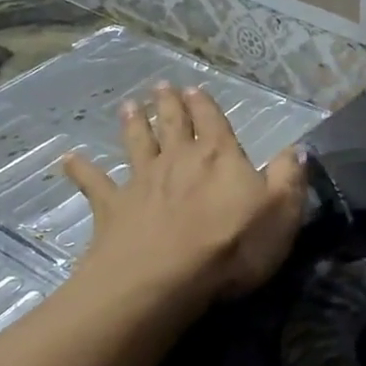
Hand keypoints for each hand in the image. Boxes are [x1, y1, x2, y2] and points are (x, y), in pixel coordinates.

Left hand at [62, 81, 305, 306]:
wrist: (164, 278)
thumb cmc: (232, 245)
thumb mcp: (281, 212)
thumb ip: (289, 178)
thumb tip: (297, 149)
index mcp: (220, 157)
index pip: (214, 121)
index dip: (205, 105)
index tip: (195, 88)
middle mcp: (179, 159)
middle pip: (173, 125)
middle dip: (169, 105)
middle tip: (161, 86)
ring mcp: (142, 181)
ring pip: (137, 144)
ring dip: (134, 125)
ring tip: (129, 106)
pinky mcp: (112, 208)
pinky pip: (94, 183)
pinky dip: (81, 170)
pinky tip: (68, 158)